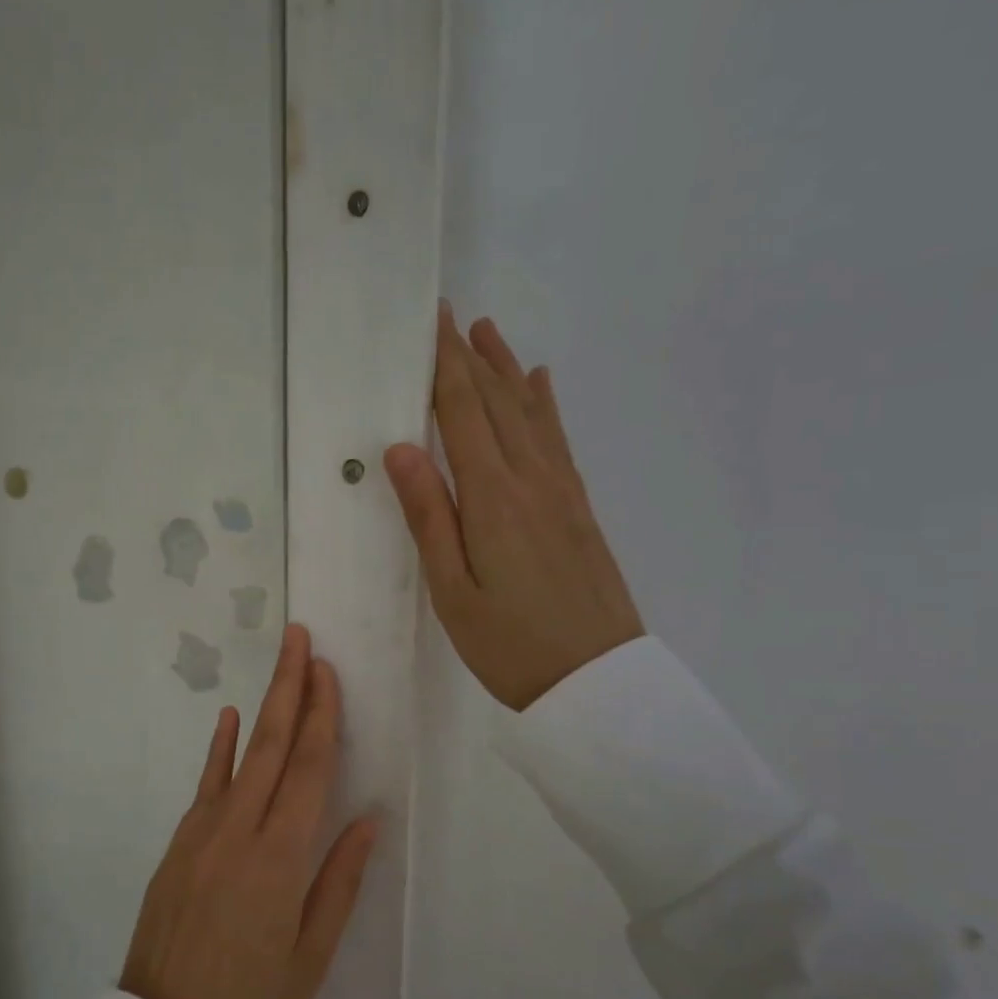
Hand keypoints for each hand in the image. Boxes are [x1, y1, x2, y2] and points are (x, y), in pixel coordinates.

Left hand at [121, 625, 378, 998]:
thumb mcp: (311, 955)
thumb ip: (339, 881)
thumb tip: (366, 820)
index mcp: (280, 860)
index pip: (309, 770)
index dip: (322, 717)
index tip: (328, 672)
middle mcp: (239, 833)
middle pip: (272, 746)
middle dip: (290, 688)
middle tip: (300, 638)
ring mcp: (201, 835)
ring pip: (239, 757)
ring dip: (262, 707)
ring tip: (279, 665)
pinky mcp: (178, 846)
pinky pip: (205, 786)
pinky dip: (219, 750)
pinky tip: (228, 720)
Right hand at [384, 303, 643, 710]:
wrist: (596, 682)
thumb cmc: (510, 645)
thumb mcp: (453, 591)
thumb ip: (429, 516)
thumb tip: (400, 448)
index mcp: (493, 498)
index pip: (462, 414)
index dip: (445, 365)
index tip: (433, 321)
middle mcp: (532, 480)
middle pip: (497, 404)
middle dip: (471, 358)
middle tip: (452, 316)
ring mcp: (562, 492)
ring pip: (530, 415)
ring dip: (507, 371)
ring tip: (490, 334)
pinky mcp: (579, 509)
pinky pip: (558, 441)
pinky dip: (545, 406)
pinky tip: (540, 387)